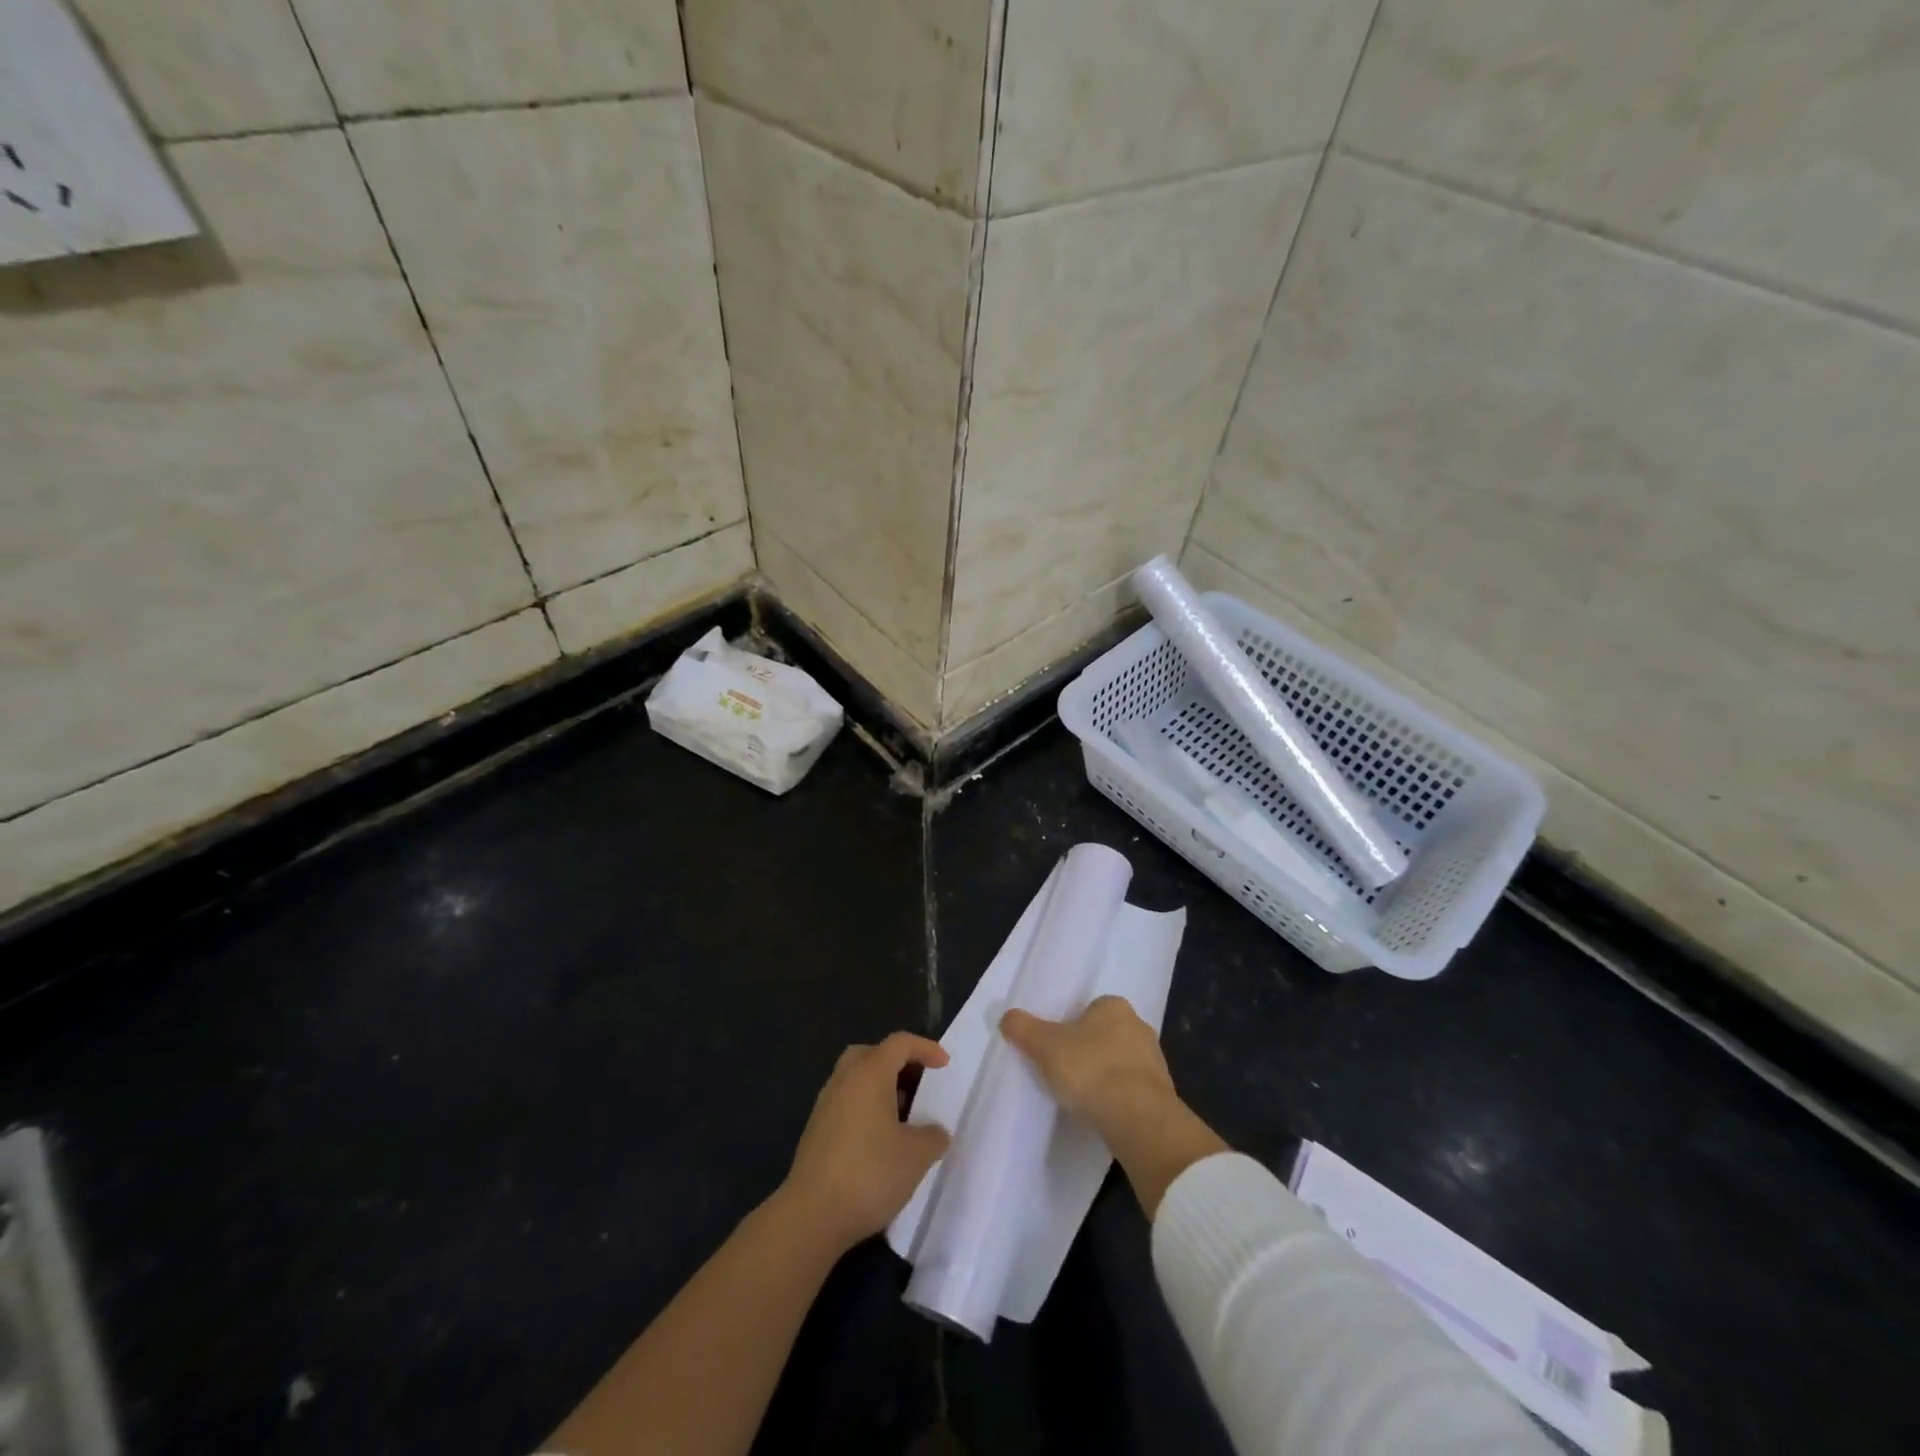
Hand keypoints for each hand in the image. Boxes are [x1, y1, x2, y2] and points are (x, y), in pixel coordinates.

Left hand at [780, 1032, 950, 1253]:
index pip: (900, 1043)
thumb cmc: (869, 1173)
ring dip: (881, 1088)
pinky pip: (847, 1102)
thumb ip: (933, 1136)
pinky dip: (866, 1108)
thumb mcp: (916, 1156)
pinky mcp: (816, 1130)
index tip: (945, 1066)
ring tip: (904, 1117)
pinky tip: (880, 1140)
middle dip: (898, 1064)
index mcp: (869, 1073)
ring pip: (857, 1079)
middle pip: (872, 1054)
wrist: (811, 1215)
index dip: (925, 1048)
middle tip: (918, 1086)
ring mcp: (826, 1104)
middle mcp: (844, 1079)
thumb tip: (935, 1132)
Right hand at [1000, 996, 1175, 1139]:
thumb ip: (1024, 1028)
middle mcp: (1139, 1026)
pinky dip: (1119, 1099)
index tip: (1056, 1047)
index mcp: (1114, 1006)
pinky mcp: (1162, 1094)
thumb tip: (1007, 1017)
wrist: (1139, 1119)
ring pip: (1121, 1063)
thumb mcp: (1044, 1046)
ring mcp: (1155, 1061)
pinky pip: (1133, 1090)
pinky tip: (1102, 1113)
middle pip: (1106, 1034)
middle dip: (1089, 1050)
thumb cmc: (1090, 1069)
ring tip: (1082, 1097)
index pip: (1091, 1008)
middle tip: (1065, 1071)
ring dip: (1106, 1076)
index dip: (1071, 1026)